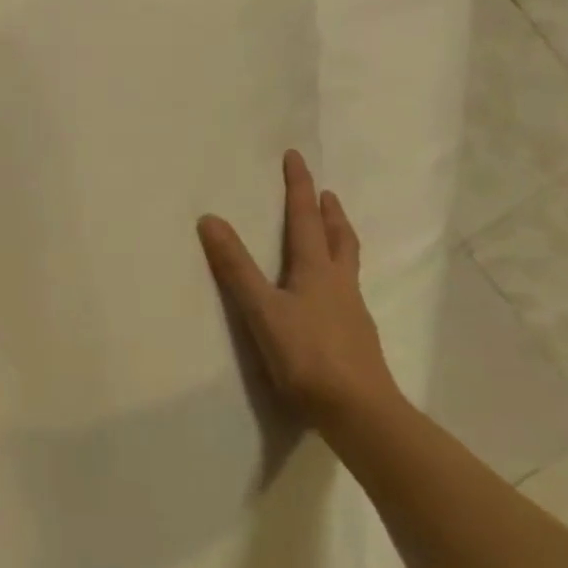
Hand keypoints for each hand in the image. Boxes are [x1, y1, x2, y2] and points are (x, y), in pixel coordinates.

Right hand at [197, 150, 399, 432]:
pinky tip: (330, 293)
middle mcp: (339, 283)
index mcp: (316, 271)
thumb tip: (210, 220)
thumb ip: (236, 267)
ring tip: (332, 232)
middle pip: (338, 237)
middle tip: (326, 193)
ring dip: (338, 239)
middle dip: (329, 212)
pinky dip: (338, 274)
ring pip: (347, 263)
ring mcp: (352, 310)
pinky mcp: (356, 336)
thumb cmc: (306, 356)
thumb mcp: (261, 309)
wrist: (358, 410)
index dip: (299, 187)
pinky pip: (347, 290)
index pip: (304, 219)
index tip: (297, 157)